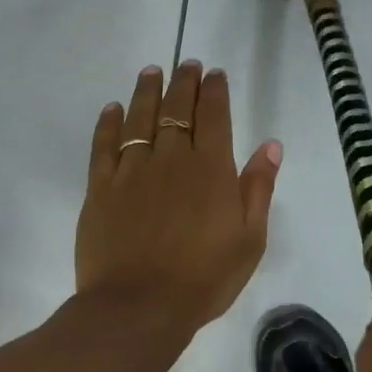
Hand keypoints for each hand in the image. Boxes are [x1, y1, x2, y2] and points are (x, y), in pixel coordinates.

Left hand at [76, 61, 281, 339]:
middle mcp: (172, 159)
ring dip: (147, 92)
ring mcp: (132, 171)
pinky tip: (113, 109)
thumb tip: (270, 145)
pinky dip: (108, 123)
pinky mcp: (101, 189)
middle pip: (177, 110)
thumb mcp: (250, 238)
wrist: (139, 308)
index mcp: (211, 169)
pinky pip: (104, 146)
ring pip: (140, 119)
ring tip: (152, 71)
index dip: (215, 91)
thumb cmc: (205, 277)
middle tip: (187, 64)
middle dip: (184, 82)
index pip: (214, 116)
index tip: (214, 73)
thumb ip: (258, 188)